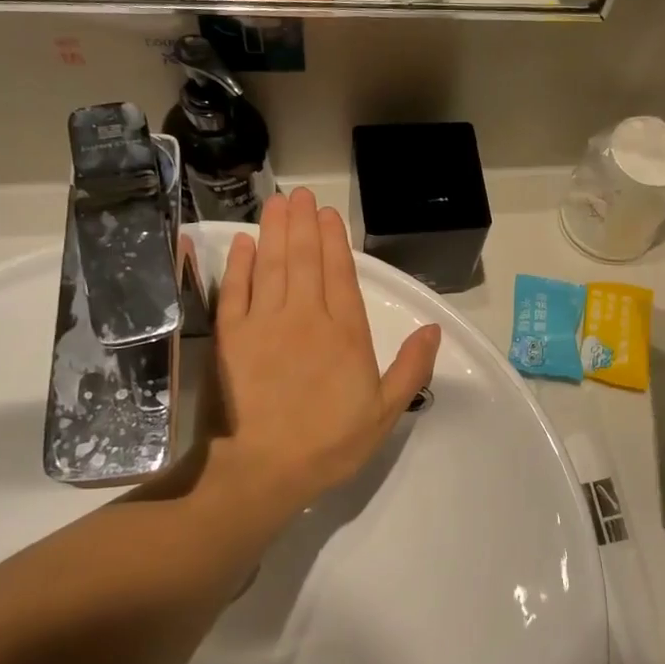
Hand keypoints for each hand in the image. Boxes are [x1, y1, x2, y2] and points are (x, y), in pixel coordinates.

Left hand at [201, 189, 439, 525]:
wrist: (264, 469)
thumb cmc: (330, 443)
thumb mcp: (385, 412)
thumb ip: (411, 368)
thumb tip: (434, 328)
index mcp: (345, 333)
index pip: (340, 274)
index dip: (333, 241)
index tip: (328, 214)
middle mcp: (306, 316)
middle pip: (304, 260)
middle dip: (303, 224)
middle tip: (300, 194)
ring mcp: (265, 323)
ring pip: (271, 265)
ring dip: (275, 231)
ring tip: (276, 203)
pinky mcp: (231, 337)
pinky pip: (236, 291)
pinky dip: (240, 264)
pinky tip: (243, 243)